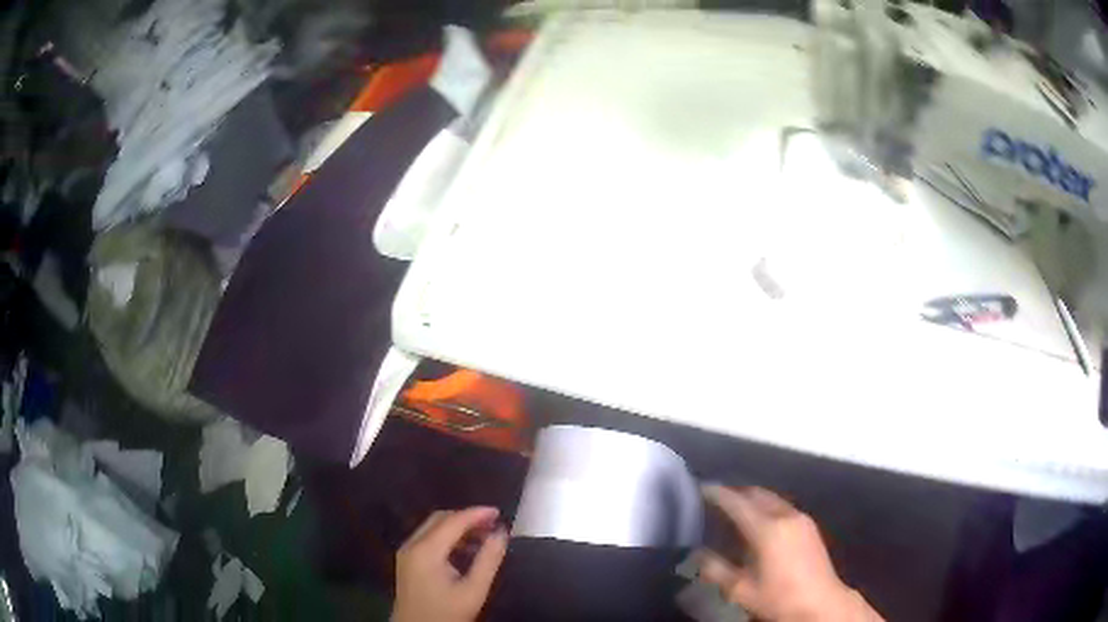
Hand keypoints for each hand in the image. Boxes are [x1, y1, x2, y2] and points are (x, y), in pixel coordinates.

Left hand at [392, 507, 508, 621]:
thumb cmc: (447, 614)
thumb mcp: (474, 590)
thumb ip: (488, 560)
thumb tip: (501, 533)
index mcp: (425, 551)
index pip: (452, 521)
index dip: (476, 514)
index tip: (499, 513)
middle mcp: (411, 545)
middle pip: (440, 519)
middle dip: (467, 518)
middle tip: (493, 525)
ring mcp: (406, 552)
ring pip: (432, 527)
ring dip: (457, 527)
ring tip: (484, 537)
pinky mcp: (407, 561)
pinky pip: (428, 539)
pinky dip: (447, 538)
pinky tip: (466, 550)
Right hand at [698, 486, 882, 621]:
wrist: (820, 602)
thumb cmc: (778, 598)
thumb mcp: (740, 590)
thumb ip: (716, 570)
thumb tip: (698, 554)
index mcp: (767, 529)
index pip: (736, 502)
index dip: (717, 494)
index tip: (700, 489)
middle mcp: (785, 515)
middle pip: (756, 493)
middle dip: (735, 492)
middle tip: (714, 499)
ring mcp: (800, 518)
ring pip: (771, 498)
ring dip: (751, 499)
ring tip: (734, 510)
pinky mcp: (809, 525)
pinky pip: (781, 506)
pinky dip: (765, 507)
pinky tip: (758, 522)